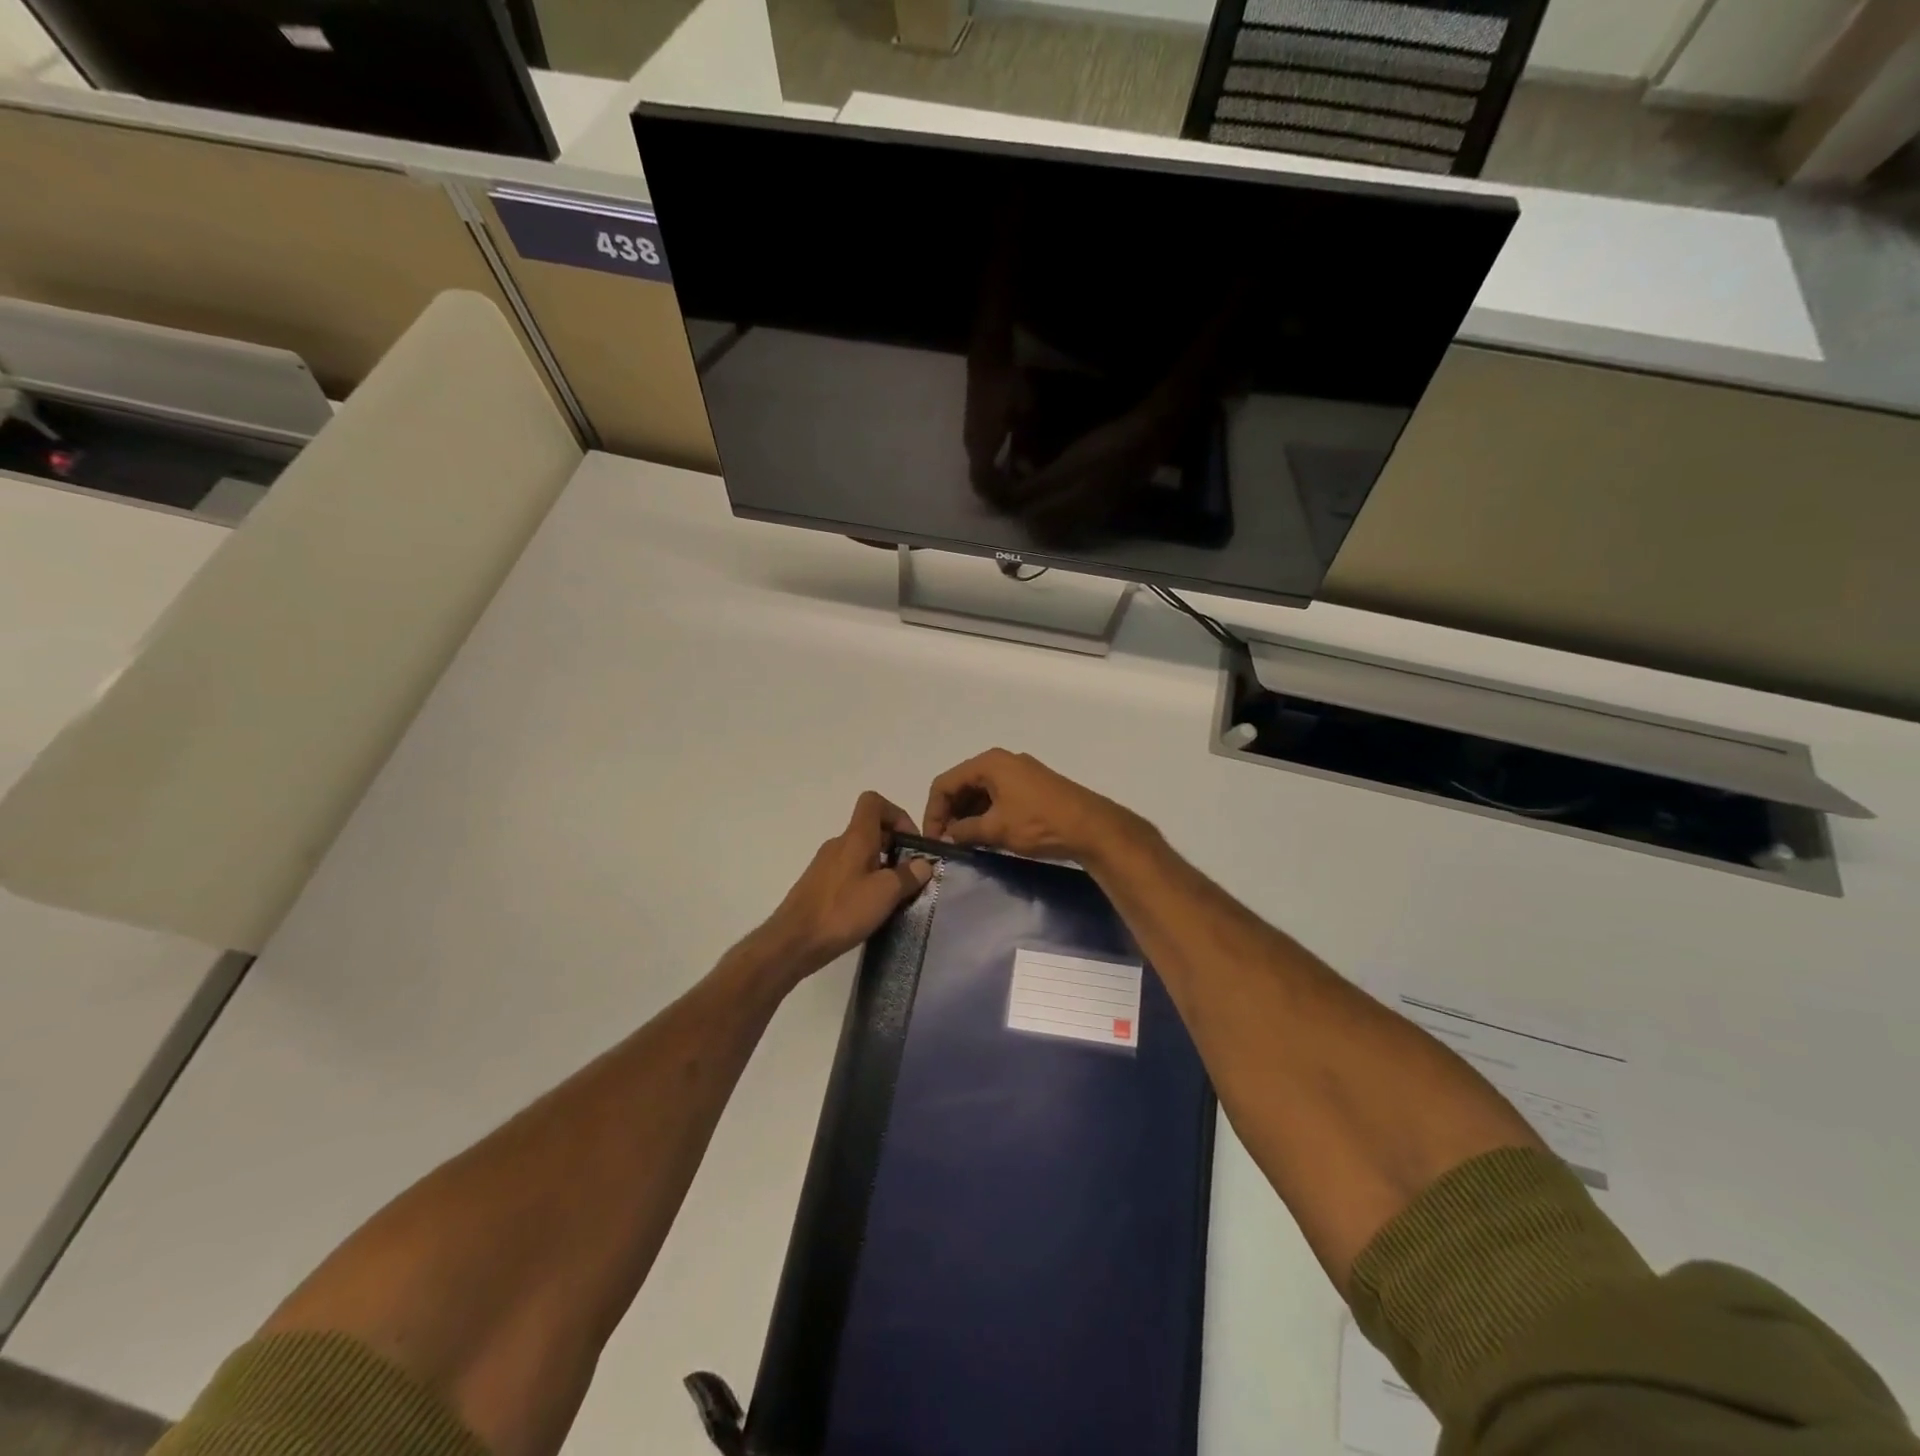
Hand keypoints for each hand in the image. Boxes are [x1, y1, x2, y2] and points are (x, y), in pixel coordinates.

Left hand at [757, 792, 933, 980]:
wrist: (793, 942)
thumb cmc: (842, 911)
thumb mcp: (885, 893)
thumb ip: (908, 875)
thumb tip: (923, 863)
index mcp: (855, 837)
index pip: (874, 802)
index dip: (897, 814)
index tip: (911, 842)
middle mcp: (838, 844)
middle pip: (871, 829)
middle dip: (895, 846)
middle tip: (910, 875)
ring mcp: (826, 864)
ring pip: (861, 853)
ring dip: (882, 866)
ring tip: (895, 896)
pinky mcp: (819, 885)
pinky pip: (849, 871)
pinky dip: (865, 881)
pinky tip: (871, 909)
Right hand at [923, 749, 1137, 863]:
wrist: (1091, 827)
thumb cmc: (1038, 823)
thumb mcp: (996, 829)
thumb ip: (964, 831)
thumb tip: (947, 836)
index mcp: (989, 763)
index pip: (945, 783)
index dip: (934, 812)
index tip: (933, 839)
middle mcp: (1002, 761)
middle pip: (962, 784)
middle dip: (950, 813)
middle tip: (946, 843)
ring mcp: (1019, 772)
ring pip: (980, 792)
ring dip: (968, 816)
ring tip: (964, 843)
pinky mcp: (1032, 786)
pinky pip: (998, 796)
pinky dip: (987, 814)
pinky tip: (985, 836)